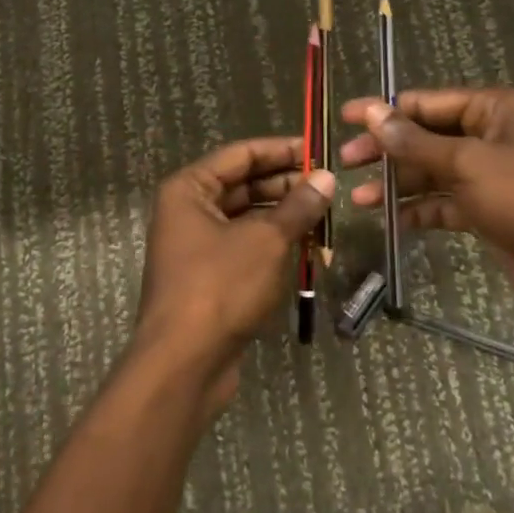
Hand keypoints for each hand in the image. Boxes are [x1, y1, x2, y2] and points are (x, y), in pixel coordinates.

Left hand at [134, 136, 334, 414]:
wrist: (184, 363)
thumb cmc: (221, 287)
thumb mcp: (266, 240)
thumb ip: (297, 206)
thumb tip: (326, 178)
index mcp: (190, 189)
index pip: (240, 154)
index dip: (281, 149)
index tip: (319, 149)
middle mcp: (188, 210)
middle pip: (243, 185)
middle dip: (286, 185)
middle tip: (329, 186)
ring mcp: (197, 246)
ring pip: (247, 218)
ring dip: (284, 216)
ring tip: (325, 215)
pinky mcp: (209, 277)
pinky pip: (245, 247)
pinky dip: (274, 245)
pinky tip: (307, 248)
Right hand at [338, 87, 513, 332]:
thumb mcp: (468, 163)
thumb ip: (416, 141)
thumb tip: (372, 113)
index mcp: (493, 110)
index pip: (425, 102)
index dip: (383, 110)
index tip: (345, 118)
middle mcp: (490, 137)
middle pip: (425, 137)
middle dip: (387, 151)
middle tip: (345, 163)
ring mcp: (490, 177)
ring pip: (432, 173)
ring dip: (397, 185)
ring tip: (359, 200)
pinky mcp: (489, 212)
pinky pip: (445, 204)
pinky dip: (420, 211)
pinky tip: (391, 222)